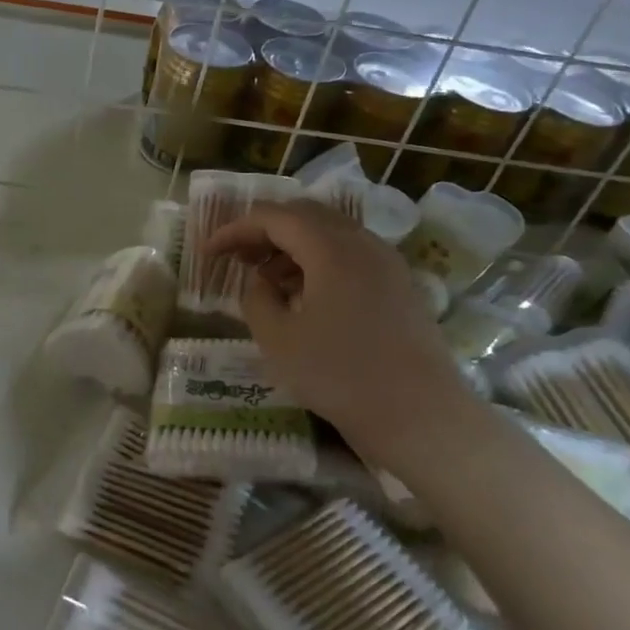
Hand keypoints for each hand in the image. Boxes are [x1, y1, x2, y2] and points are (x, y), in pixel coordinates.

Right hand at [203, 199, 474, 446]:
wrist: (420, 415)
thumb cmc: (340, 376)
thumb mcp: (278, 339)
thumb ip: (257, 298)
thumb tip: (261, 281)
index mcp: (331, 248)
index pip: (274, 217)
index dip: (235, 229)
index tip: (208, 252)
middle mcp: (363, 242)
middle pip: (305, 214)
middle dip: (265, 230)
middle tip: (237, 257)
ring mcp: (387, 262)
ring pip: (330, 233)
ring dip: (292, 246)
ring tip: (267, 279)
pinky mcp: (400, 285)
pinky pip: (351, 254)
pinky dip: (319, 261)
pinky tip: (305, 295)